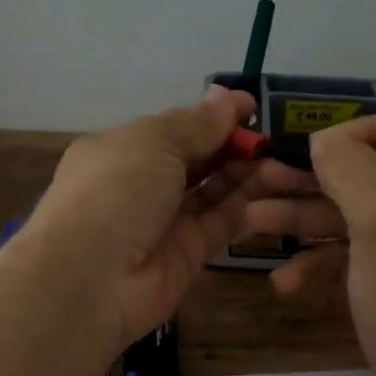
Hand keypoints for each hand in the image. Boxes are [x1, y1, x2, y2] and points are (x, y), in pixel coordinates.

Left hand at [23, 86, 306, 348]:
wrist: (90, 278)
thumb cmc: (116, 190)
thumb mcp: (154, 142)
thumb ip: (197, 123)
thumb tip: (229, 97)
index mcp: (124, 150)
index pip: (176, 129)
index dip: (214, 118)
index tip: (253, 108)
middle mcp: (143, 184)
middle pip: (198, 160)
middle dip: (235, 147)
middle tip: (276, 141)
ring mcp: (165, 222)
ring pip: (214, 192)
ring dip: (247, 176)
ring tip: (285, 164)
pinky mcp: (188, 255)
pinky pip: (222, 225)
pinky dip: (247, 208)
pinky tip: (277, 191)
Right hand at [243, 106, 375, 375]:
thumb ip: (352, 168)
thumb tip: (325, 141)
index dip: (361, 131)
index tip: (315, 154)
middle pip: (372, 172)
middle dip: (313, 179)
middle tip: (261, 182)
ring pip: (356, 218)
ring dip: (305, 220)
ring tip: (252, 224)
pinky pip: (357, 260)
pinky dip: (322, 265)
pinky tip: (285, 283)